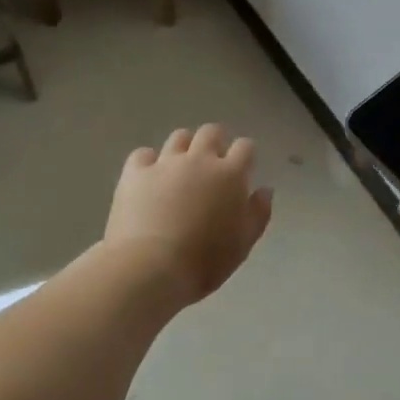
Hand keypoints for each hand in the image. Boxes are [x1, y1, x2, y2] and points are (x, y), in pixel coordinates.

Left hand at [104, 125, 273, 304]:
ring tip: (182, 166)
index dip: (246, 154)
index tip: (244, 166)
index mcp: (230, 175)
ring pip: (179, 137)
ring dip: (185, 147)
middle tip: (213, 161)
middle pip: (211, 132)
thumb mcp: (243, 243)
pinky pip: (143, 154)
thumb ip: (258, 213)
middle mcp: (199, 160)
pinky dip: (149, 161)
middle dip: (216, 141)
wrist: (151, 267)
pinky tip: (149, 177)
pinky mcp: (135, 173)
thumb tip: (264, 190)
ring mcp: (165, 163)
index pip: (245, 147)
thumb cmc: (205, 261)